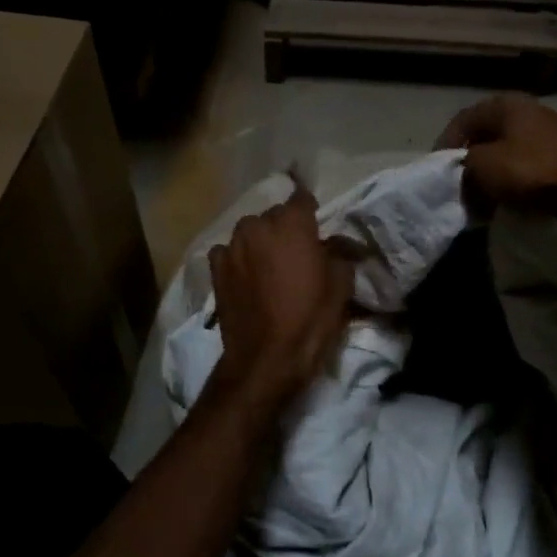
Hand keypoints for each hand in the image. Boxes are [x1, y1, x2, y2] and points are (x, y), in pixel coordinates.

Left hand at [208, 183, 353, 405]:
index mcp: (292, 224)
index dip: (310, 210)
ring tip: (268, 265)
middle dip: (285, 228)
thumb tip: (339, 242)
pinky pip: (228, 251)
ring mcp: (232, 245)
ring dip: (260, 241)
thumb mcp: (340, 286)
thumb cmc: (310, 320)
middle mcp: (258, 226)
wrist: (266, 358)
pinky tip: (245, 276)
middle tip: (295, 252)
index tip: (316, 226)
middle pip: (274, 215)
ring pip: (249, 231)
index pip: (302, 197)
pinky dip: (238, 258)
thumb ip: (340, 254)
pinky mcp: (215, 267)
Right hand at [437, 94, 556, 213]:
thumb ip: (463, 164)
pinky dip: (512, 184)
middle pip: (485, 137)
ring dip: (491, 177)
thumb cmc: (530, 170)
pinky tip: (508, 203)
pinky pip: (526, 169)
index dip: (445, 145)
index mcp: (505, 104)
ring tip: (481, 202)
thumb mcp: (481, 165)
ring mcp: (548, 134)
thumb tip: (466, 173)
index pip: (463, 120)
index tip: (438, 172)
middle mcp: (527, 112)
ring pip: (506, 155)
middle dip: (469, 164)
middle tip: (459, 189)